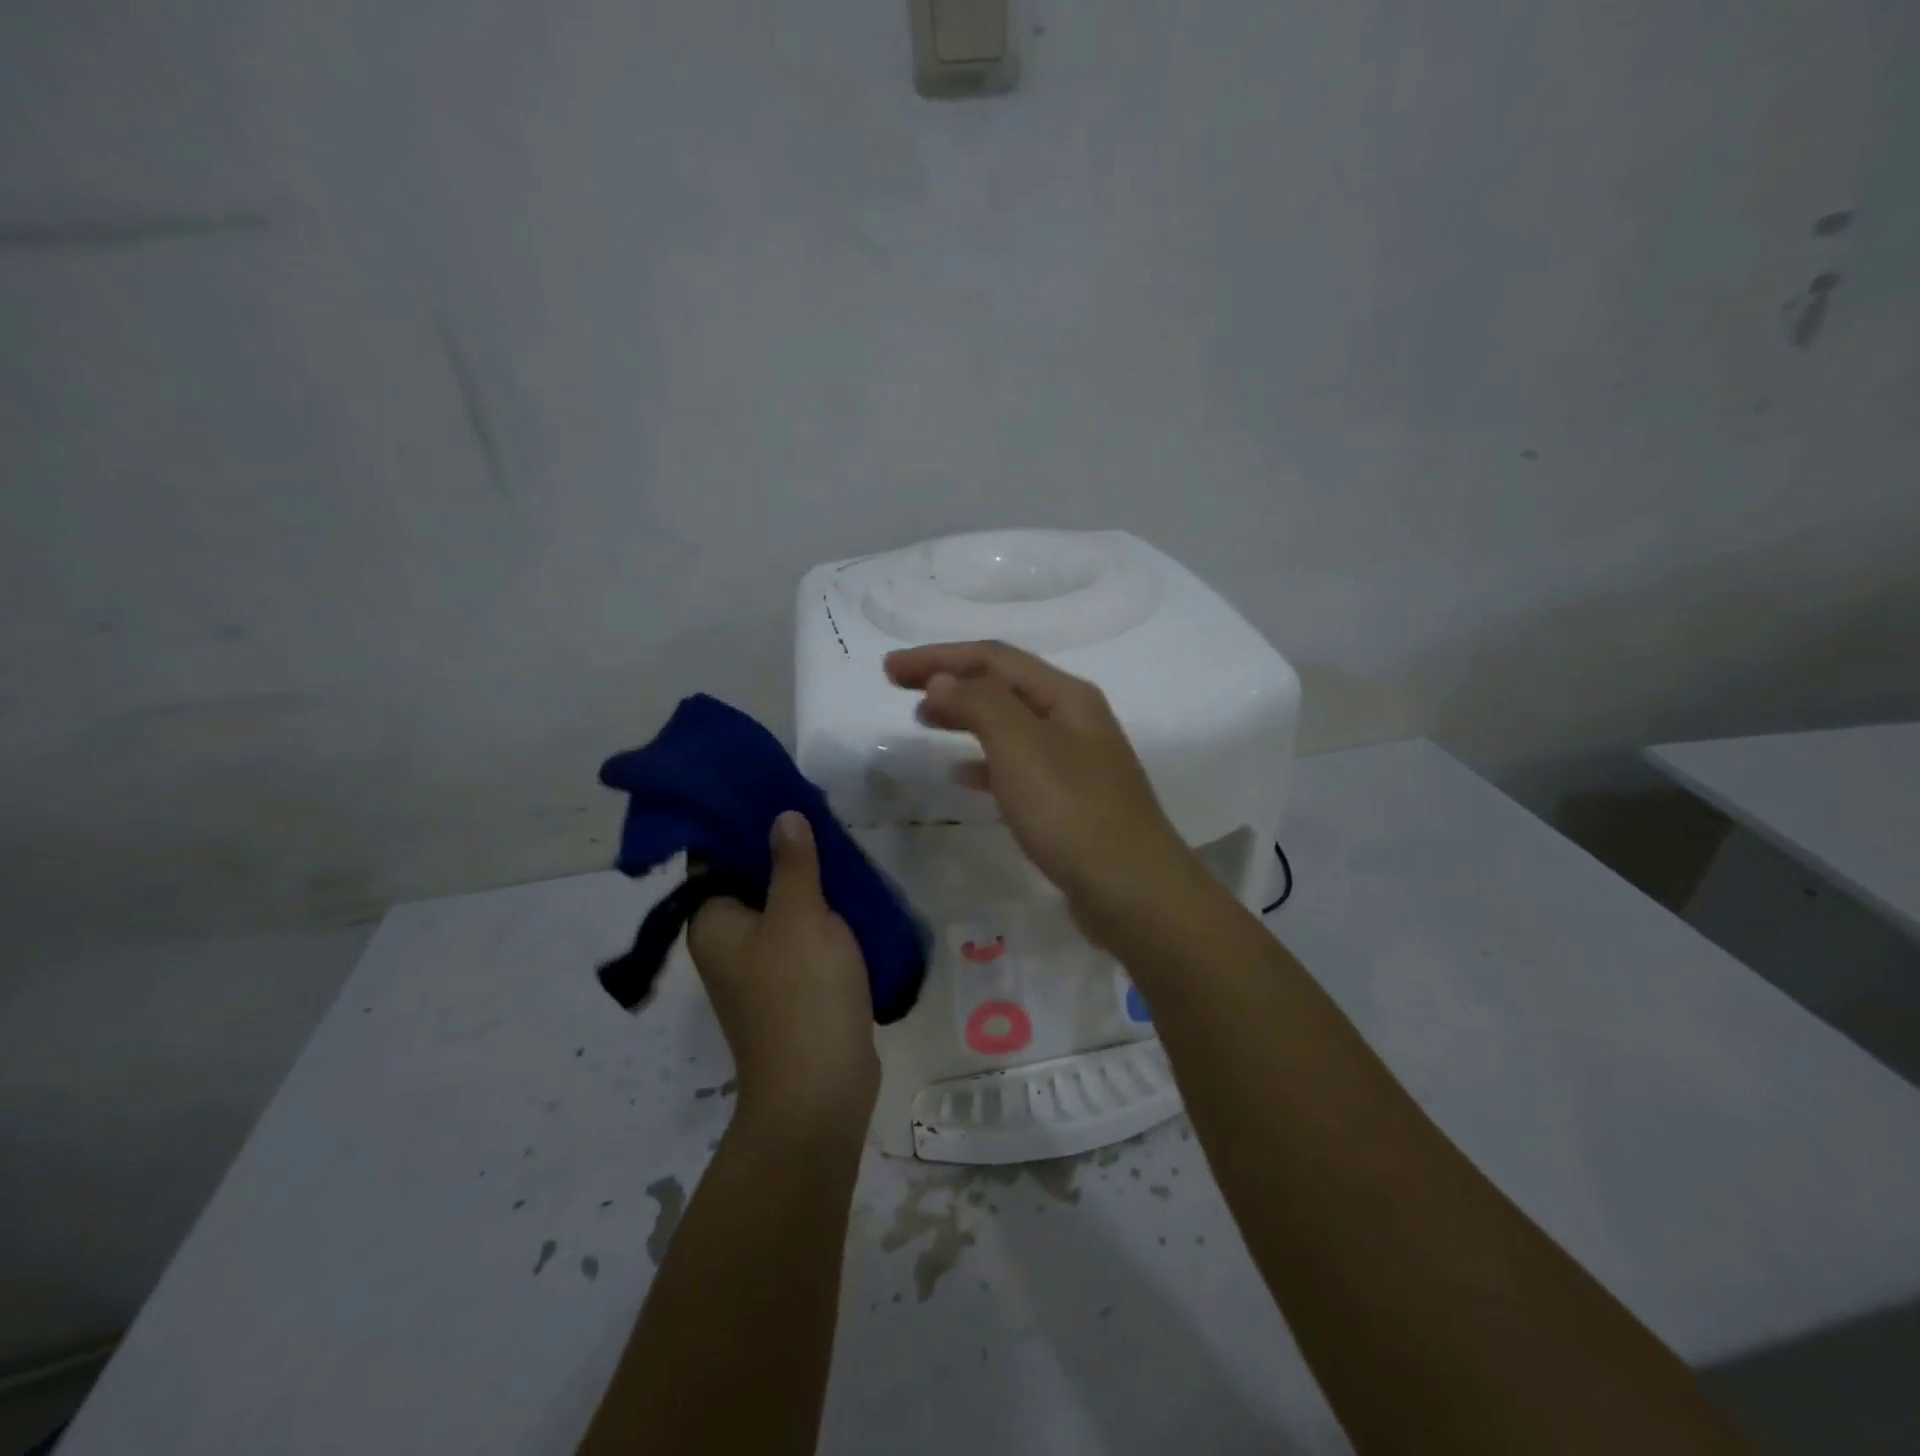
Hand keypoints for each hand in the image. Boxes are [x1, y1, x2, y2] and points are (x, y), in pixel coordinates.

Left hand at [687, 812, 879, 1129]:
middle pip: (752, 882)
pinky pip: (801, 938)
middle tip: (822, 821)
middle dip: (785, 853)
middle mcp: (727, 944)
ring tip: (843, 851)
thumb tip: (781, 817)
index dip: (746, 827)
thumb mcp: (800, 916)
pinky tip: (851, 897)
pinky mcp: (790, 988)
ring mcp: (759, 969)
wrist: (819, 1090)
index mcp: (713, 923)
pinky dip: (821, 917)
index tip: (781, 798)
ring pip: (782, 910)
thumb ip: (791, 863)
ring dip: (809, 886)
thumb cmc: (801, 994)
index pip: (716, 860)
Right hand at [884, 640, 1199, 936]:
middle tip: (900, 687)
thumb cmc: (1072, 812)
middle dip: (950, 679)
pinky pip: (1017, 765)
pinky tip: (962, 774)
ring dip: (965, 715)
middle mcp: (1074, 719)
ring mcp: (1075, 761)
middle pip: (1002, 684)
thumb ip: (979, 704)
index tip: (889, 669)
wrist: (1132, 891)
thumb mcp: (1020, 747)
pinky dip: (984, 761)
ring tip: (924, 721)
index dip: (938, 656)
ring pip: (1008, 724)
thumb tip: (942, 680)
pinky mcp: (1069, 800)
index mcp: (1066, 696)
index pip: (993, 658)